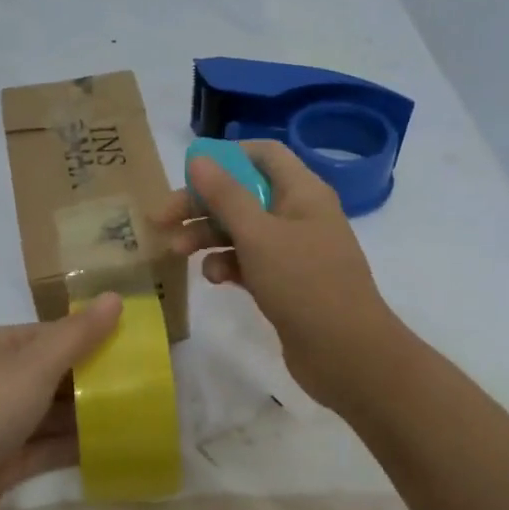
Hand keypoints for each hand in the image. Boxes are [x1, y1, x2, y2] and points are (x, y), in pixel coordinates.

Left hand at [0, 294, 122, 509]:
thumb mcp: (31, 367)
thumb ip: (77, 336)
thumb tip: (117, 297)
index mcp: (1, 346)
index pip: (57, 333)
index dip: (96, 337)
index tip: (140, 348)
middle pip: (57, 373)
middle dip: (98, 379)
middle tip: (150, 387)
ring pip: (54, 413)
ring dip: (90, 415)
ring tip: (140, 418)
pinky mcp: (2, 464)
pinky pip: (47, 449)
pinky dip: (75, 448)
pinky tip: (112, 450)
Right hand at [150, 140, 399, 410]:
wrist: (347, 354)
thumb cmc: (304, 283)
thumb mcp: (258, 235)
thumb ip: (226, 195)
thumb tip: (200, 159)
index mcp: (302, 192)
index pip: (263, 155)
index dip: (226, 157)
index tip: (188, 173)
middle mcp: (298, 214)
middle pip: (243, 194)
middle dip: (202, 204)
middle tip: (162, 219)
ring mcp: (293, 250)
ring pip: (241, 230)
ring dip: (208, 236)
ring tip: (177, 251)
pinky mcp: (285, 282)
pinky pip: (249, 261)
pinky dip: (227, 264)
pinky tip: (214, 278)